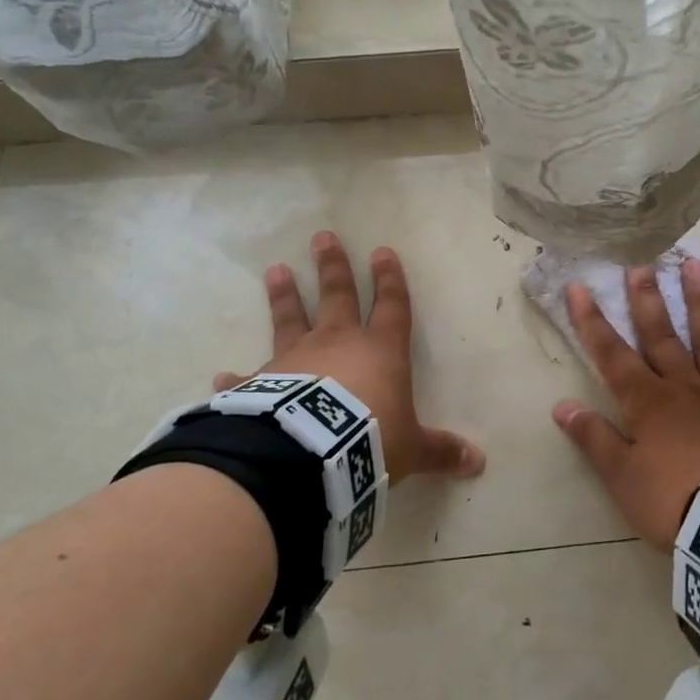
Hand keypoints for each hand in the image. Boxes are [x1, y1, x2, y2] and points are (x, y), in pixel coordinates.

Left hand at [213, 231, 484, 482]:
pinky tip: (222, 373)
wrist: (310, 456)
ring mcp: (296, 359)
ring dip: (285, 295)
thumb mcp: (412, 448)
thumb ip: (440, 450)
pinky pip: (249, 378)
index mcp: (381, 351)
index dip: (390, 280)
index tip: (382, 251)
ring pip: (291, 318)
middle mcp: (338, 344)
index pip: (391, 306)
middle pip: (338, 296)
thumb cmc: (370, 440)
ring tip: (275, 270)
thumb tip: (478, 462)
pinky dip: (237, 376)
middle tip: (323, 237)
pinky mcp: (262, 384)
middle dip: (334, 267)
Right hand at [552, 257, 699, 545]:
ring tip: (697, 265)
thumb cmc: (673, 501)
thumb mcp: (621, 477)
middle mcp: (685, 387)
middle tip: (641, 263)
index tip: (579, 287)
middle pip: (662, 336)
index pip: (612, 355)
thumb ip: (594, 438)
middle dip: (647, 299)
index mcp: (648, 402)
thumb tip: (561, 405)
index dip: (592, 322)